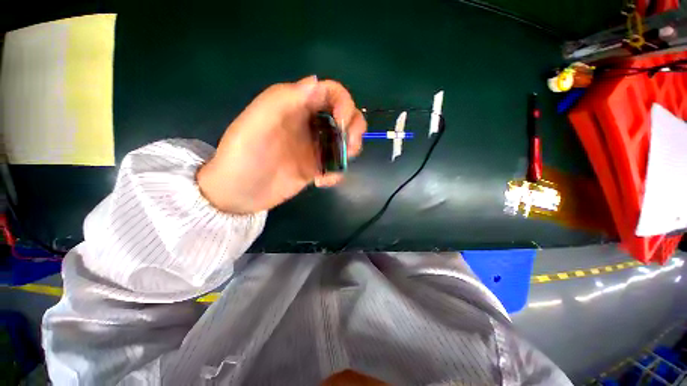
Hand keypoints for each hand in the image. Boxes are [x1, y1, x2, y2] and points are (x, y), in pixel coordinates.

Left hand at [197, 76, 366, 213]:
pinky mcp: (316, 168)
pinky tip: (321, 182)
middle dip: (354, 129)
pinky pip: (336, 165)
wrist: (239, 193)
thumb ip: (284, 100)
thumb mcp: (258, 123)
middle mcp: (310, 124)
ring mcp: (314, 147)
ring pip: (345, 141)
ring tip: (335, 168)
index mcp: (296, 106)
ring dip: (349, 152)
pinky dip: (336, 174)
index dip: (344, 103)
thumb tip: (317, 83)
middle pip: (345, 117)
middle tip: (350, 148)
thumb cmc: (243, 155)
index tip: (343, 124)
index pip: (330, 93)